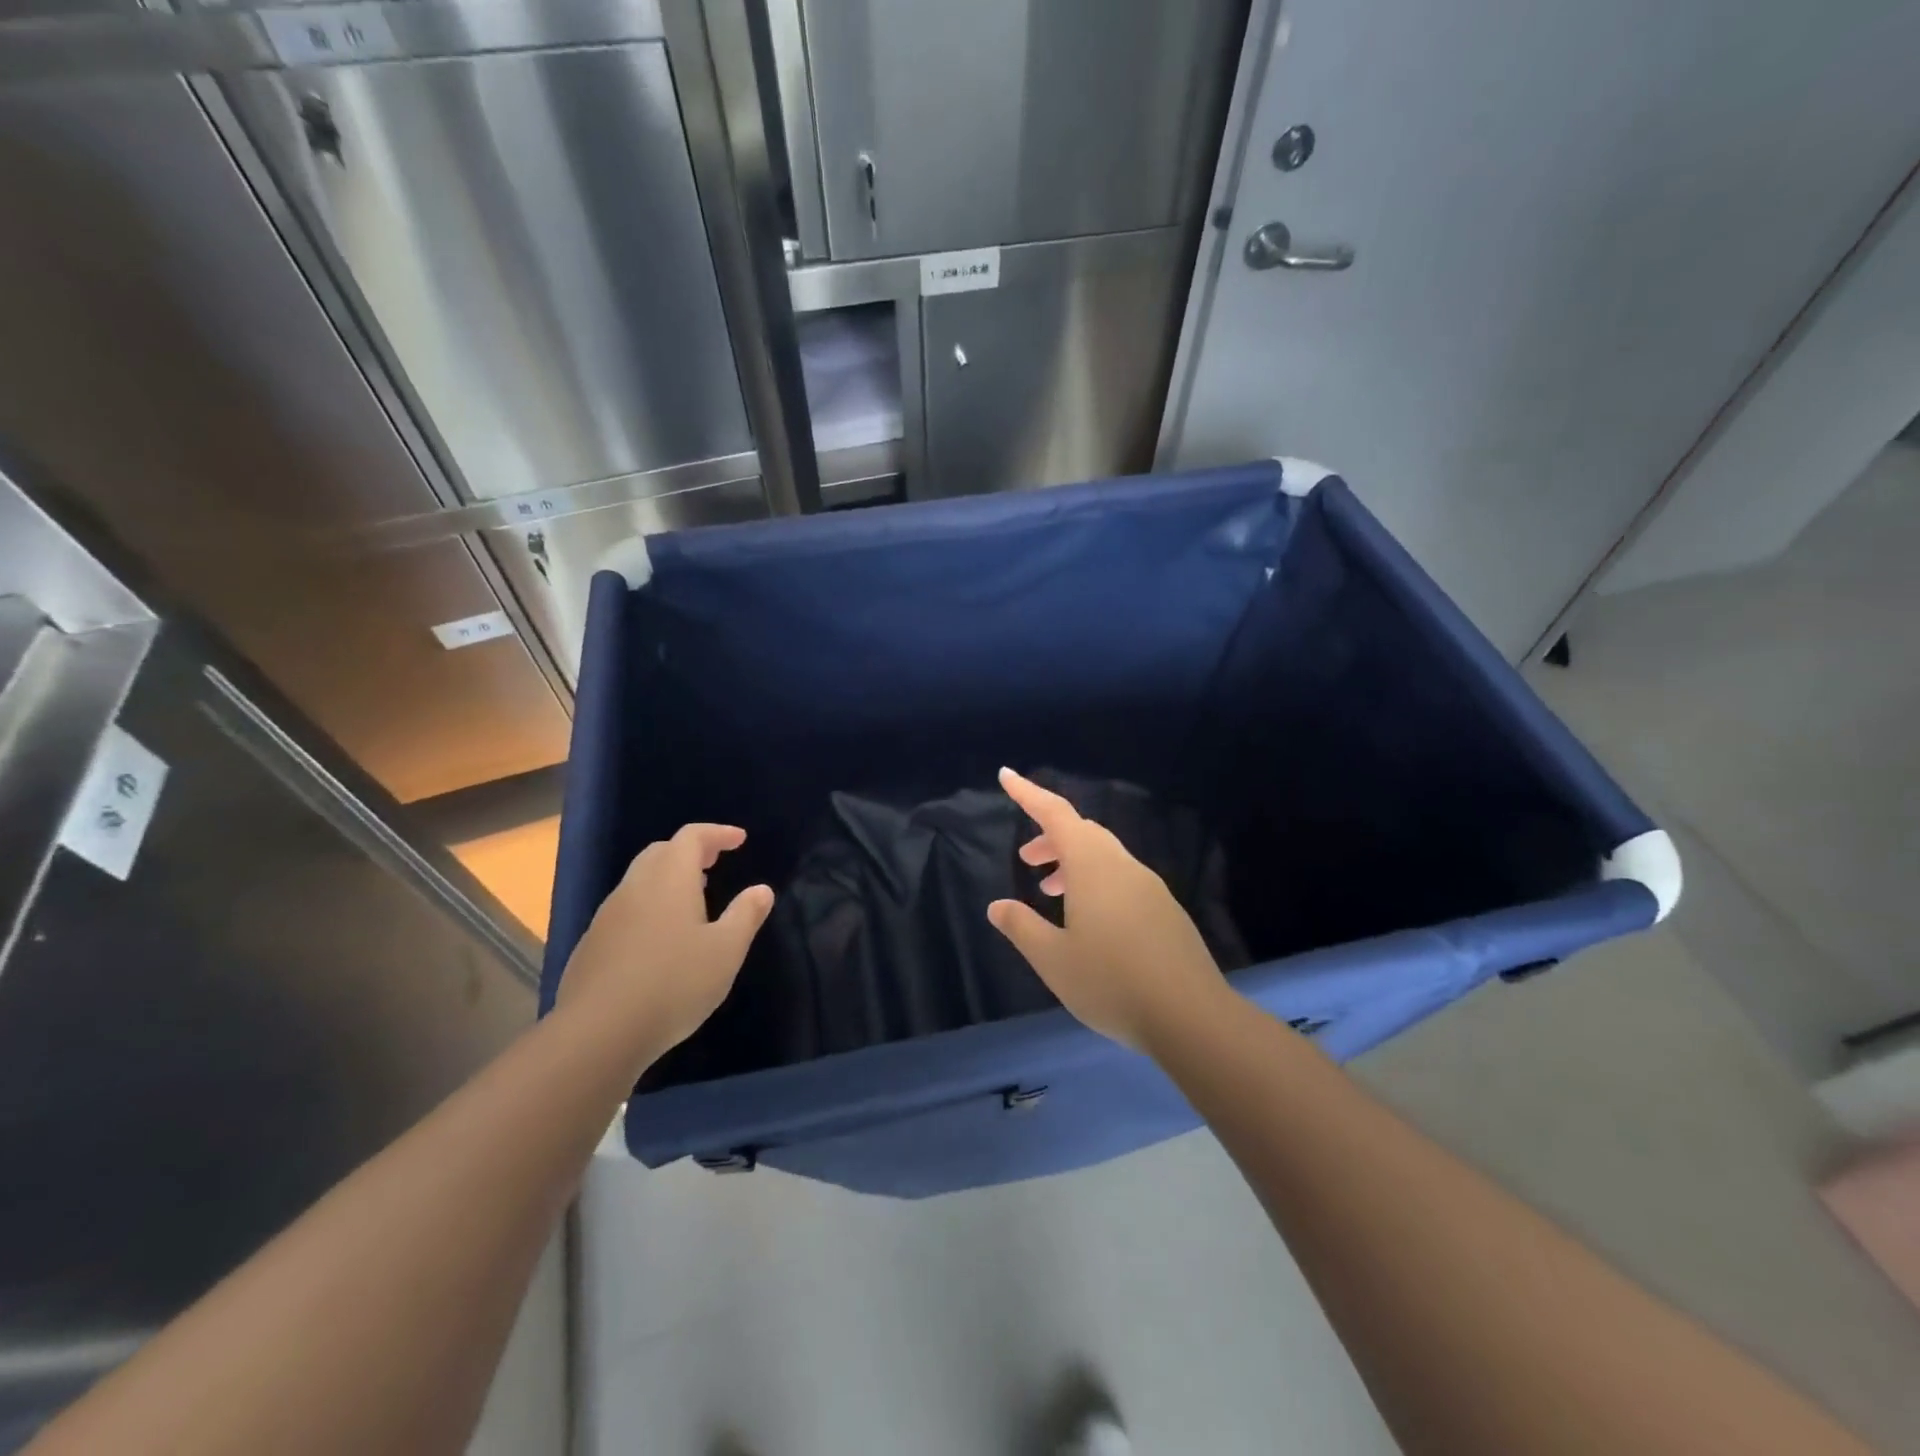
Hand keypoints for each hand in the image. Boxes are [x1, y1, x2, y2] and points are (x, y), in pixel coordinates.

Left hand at [557, 824, 773, 1064]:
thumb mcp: (726, 951)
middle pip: (661, 852)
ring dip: (667, 879)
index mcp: (670, 880)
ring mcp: (607, 916)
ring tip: (692, 900)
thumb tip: (762, 889)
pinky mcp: (591, 945)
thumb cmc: (674, 984)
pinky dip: (648, 907)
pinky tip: (660, 940)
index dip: (717, 833)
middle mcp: (635, 888)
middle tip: (715, 863)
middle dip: (690, 852)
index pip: (691, 837)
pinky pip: (625, 910)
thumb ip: (746, 915)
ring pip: (639, 881)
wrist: (598, 1033)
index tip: (739, 840)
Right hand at [987, 768, 1231, 1052]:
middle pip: (1082, 832)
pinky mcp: (1165, 910)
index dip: (1028, 793)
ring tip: (1050, 891)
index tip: (1006, 776)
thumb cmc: (1111, 983)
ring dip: (1073, 862)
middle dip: (1050, 837)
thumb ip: (1022, 927)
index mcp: (1093, 866)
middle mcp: (1123, 866)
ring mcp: (1149, 887)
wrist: (1191, 1018)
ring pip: (1104, 856)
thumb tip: (998, 905)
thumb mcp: (1053, 959)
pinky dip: (1095, 882)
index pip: (1055, 814)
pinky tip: (1089, 921)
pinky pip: (1122, 878)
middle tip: (1026, 860)